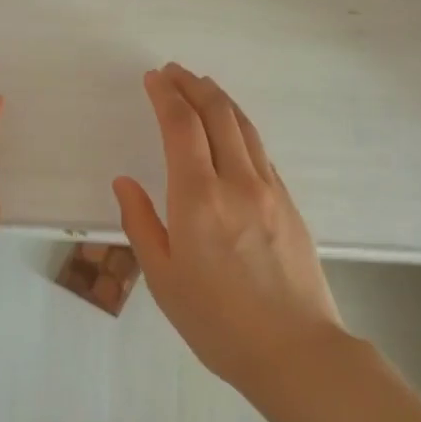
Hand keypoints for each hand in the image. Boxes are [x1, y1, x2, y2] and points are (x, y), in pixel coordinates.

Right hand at [113, 63, 342, 387]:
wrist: (295, 351)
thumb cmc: (217, 322)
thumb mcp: (163, 278)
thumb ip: (141, 223)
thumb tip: (125, 182)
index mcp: (198, 199)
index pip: (181, 126)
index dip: (166, 95)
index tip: (153, 78)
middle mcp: (237, 182)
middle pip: (217, 114)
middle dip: (193, 85)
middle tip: (174, 70)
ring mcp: (270, 190)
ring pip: (244, 127)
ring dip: (220, 99)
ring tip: (202, 85)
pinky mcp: (289, 203)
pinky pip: (261, 150)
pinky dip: (240, 127)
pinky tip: (231, 130)